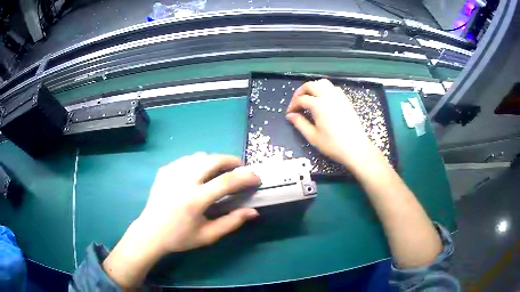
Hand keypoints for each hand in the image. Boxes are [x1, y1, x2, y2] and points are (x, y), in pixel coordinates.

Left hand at [139, 152, 259, 252]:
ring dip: (214, 160)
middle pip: (212, 160)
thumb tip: (253, 211)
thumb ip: (232, 222)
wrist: (150, 233)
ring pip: (198, 156)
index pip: (226, 181)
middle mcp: (182, 181)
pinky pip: (186, 159)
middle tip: (240, 168)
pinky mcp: (164, 171)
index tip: (256, 177)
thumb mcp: (208, 236)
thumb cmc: (180, 238)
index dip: (245, 177)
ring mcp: (171, 173)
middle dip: (231, 160)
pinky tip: (199, 173)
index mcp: (194, 200)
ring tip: (220, 171)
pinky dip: (198, 162)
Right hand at [286, 79, 379, 169]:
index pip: (301, 99)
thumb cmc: (333, 145)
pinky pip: (333, 88)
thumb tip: (290, 115)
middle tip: (296, 103)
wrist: (356, 149)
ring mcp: (339, 97)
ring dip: (313, 87)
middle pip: (311, 85)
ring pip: (323, 83)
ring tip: (309, 98)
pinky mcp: (346, 100)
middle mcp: (329, 96)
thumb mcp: (313, 137)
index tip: (289, 113)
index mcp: (319, 105)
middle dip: (300, 92)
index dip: (293, 105)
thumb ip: (300, 123)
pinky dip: (324, 89)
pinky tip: (322, 100)